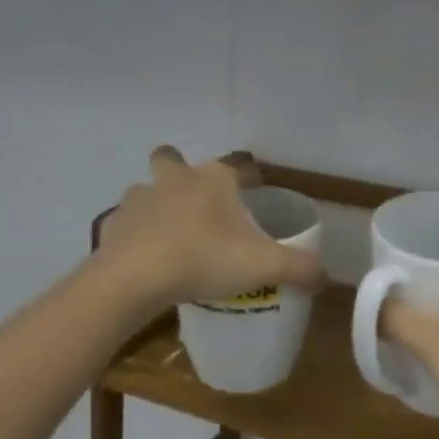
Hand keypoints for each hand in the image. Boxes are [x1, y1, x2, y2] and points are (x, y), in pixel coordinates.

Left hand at [97, 148, 324, 316]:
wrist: (135, 279)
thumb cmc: (205, 259)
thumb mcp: (264, 266)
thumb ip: (299, 268)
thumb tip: (324, 277)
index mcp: (214, 179)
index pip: (240, 166)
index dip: (251, 177)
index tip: (257, 193)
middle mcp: (175, 177)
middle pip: (174, 158)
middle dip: (182, 172)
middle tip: (197, 206)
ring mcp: (139, 197)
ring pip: (147, 189)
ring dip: (156, 205)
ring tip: (169, 236)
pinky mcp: (114, 223)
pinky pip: (127, 223)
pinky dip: (134, 235)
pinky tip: (144, 259)